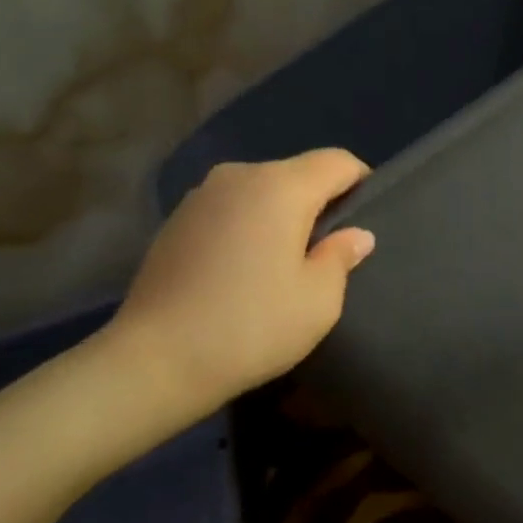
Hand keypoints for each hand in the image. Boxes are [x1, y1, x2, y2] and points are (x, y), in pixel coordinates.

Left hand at [99, 150, 375, 433]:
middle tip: (329, 249)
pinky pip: (230, 210)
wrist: (154, 361)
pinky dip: (247, 227)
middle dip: (319, 201)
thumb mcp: (318, 300)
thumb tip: (356, 234)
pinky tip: (243, 270)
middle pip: (297, 173)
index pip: (336, 161)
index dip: (361, 181)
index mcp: (280, 187)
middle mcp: (239, 176)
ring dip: (280, 215)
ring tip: (284, 262)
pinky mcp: (176, 220)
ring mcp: (201, 196)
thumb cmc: (251, 326)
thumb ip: (342, 256)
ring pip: (260, 191)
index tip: (368, 217)